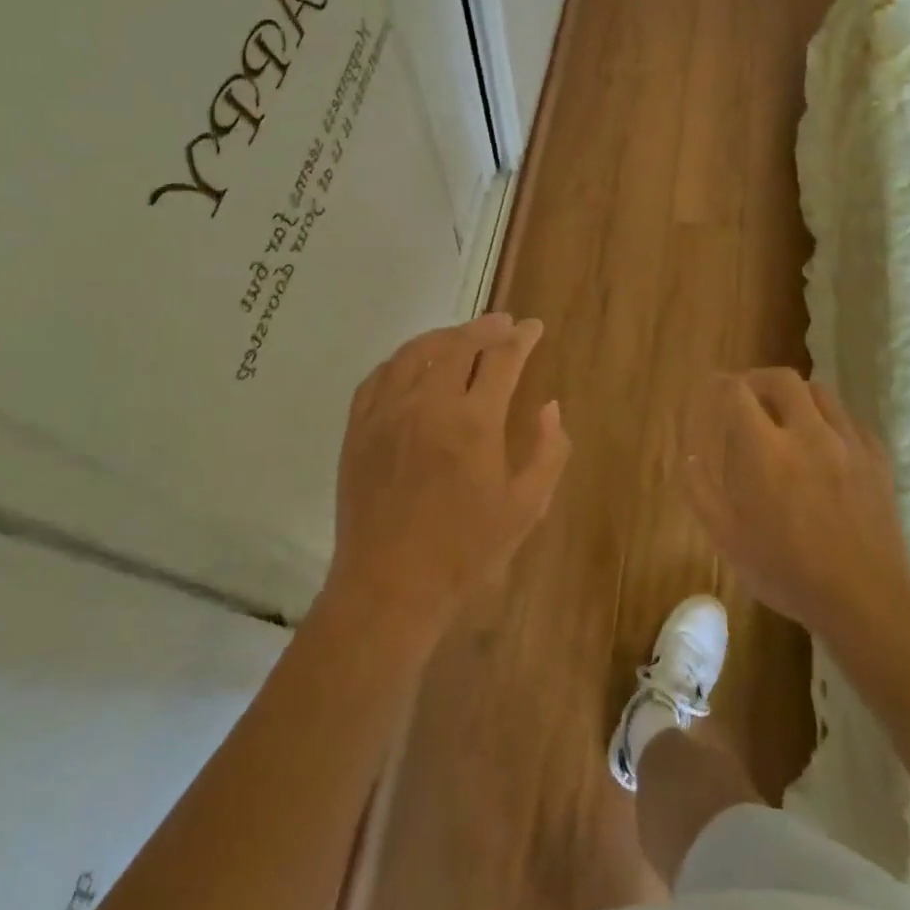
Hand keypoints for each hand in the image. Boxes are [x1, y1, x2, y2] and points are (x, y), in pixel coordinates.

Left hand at [326, 313, 570, 639]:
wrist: (390, 586)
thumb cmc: (466, 551)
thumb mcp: (526, 507)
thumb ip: (549, 451)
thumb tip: (550, 406)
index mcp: (475, 422)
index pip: (502, 359)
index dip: (522, 338)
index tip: (534, 328)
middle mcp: (429, 403)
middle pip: (459, 345)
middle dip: (486, 328)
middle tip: (503, 323)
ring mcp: (387, 413)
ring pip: (416, 352)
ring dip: (444, 336)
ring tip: (462, 335)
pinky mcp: (359, 428)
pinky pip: (379, 376)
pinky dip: (402, 359)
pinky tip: (413, 362)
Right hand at [680, 369, 909, 639]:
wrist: (866, 599)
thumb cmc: (788, 572)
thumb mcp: (728, 540)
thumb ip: (701, 493)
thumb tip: (690, 458)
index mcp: (766, 451)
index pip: (738, 393)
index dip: (720, 385)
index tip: (712, 389)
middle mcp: (808, 434)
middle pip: (782, 379)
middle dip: (758, 379)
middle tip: (747, 395)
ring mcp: (848, 443)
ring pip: (819, 393)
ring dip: (795, 395)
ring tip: (785, 415)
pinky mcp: (877, 459)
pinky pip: (849, 419)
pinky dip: (828, 419)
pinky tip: (824, 442)